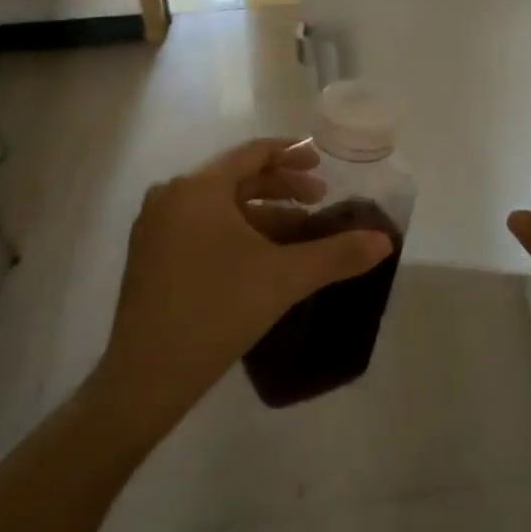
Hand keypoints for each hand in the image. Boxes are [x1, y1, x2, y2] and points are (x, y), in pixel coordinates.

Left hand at [98, 138, 394, 427]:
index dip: (292, 155)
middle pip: (236, 177)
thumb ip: (337, 254)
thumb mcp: (285, 278)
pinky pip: (201, 226)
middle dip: (281, 187)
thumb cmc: (217, 311)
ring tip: (299, 232)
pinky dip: (236, 232)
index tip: (322, 166)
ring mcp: (155, 226)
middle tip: (319, 201)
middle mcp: (171, 195)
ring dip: (262, 213)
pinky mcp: (150, 256)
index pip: (253, 153)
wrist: (145, 378)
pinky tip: (262, 256)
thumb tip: (385, 242)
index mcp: (198, 187)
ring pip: (219, 206)